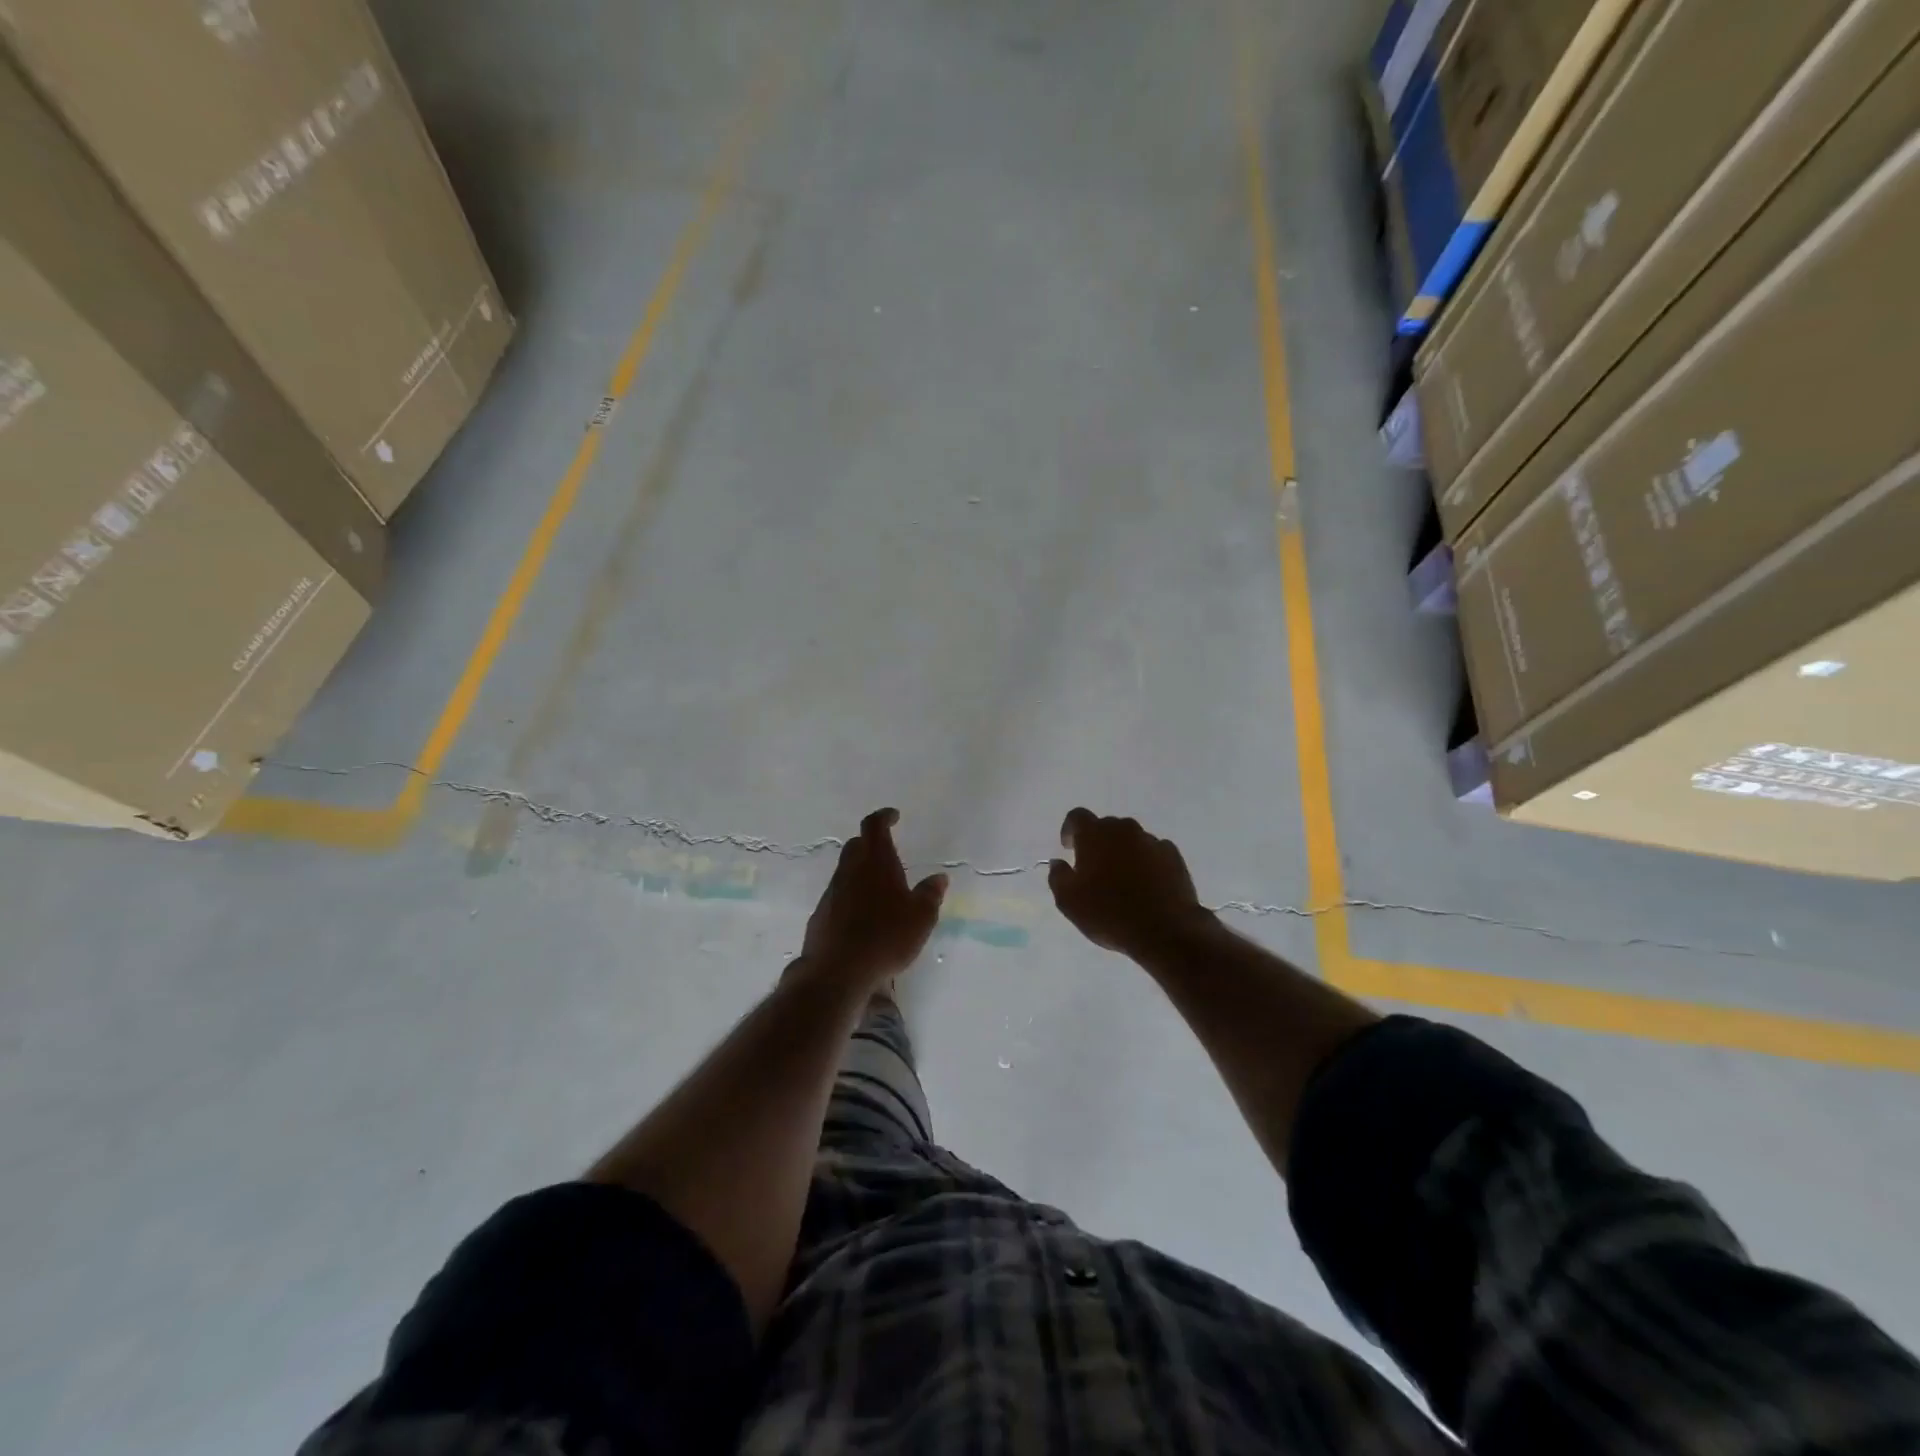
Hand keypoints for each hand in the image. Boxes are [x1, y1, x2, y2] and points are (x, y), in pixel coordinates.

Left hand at [797, 808, 947, 990]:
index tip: (894, 816)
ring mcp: (832, 892)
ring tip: (880, 889)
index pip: (874, 826)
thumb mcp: (921, 917)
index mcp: (876, 862)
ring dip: (861, 872)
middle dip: (871, 843)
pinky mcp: (821, 914)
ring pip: (846, 870)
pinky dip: (851, 896)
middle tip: (887, 852)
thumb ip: (930, 894)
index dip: (884, 817)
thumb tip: (939, 878)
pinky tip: (863, 916)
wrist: (838, 970)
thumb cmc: (886, 937)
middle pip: (856, 845)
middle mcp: (850, 870)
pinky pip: (838, 895)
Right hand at [1049, 808, 1214, 959]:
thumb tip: (1058, 863)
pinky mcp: (1174, 856)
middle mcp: (1124, 830)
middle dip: (1098, 842)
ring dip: (1123, 852)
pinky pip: (1153, 852)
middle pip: (1106, 826)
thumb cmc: (1109, 913)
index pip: (1077, 817)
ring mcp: (1152, 841)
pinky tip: (1147, 884)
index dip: (1070, 830)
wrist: (1165, 930)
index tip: (1069, 849)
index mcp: (1095, 835)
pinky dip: (1146, 862)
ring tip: (1123, 879)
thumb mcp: (1069, 902)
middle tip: (1095, 868)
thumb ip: (1058, 876)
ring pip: (1131, 839)